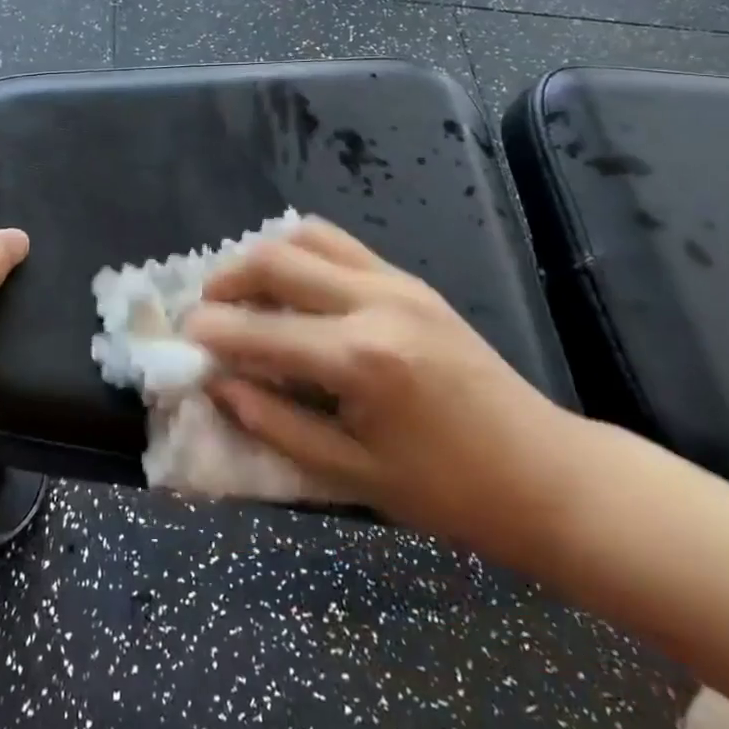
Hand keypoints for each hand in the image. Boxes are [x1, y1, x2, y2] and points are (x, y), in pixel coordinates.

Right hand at [187, 219, 588, 562]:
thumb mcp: (353, 474)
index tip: (182, 339)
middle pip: (276, 260)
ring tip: (245, 294)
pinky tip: (292, 288)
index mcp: (361, 359)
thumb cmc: (450, 491)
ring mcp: (397, 282)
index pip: (260, 331)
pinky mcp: (411, 280)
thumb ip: (276, 423)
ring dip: (263, 257)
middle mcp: (375, 302)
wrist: (546, 473)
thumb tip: (218, 385)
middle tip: (205, 311)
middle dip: (227, 280)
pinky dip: (302, 254)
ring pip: (307, 236)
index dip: (211, 332)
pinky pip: (340, 245)